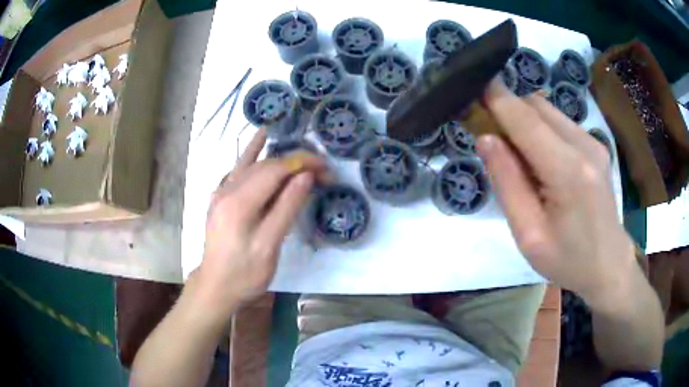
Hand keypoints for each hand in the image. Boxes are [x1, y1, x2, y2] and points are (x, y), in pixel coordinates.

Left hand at [198, 129, 327, 310]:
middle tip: (321, 170)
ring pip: (251, 164)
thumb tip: (305, 176)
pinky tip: (259, 139)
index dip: (302, 163)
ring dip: (275, 154)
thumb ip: (286, 208)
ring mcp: (221, 193)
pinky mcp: (220, 199)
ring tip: (293, 141)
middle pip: (265, 165)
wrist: (215, 287)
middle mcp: (228, 190)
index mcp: (240, 202)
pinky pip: (238, 170)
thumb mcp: (269, 246)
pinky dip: (251, 153)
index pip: (276, 169)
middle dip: (294, 162)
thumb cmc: (244, 274)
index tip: (326, 168)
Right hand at [477, 80, 637, 306]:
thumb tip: (486, 139)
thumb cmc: (568, 260)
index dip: (496, 98)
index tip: (471, 88)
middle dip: (508, 109)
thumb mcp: (529, 234)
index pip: (524, 118)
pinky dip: (542, 129)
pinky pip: (560, 123)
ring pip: (548, 110)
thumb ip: (507, 184)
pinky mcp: (597, 146)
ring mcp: (594, 143)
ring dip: (525, 120)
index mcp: (568, 171)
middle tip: (491, 135)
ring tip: (517, 153)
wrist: (609, 266)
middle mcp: (584, 145)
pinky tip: (541, 159)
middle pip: (536, 105)